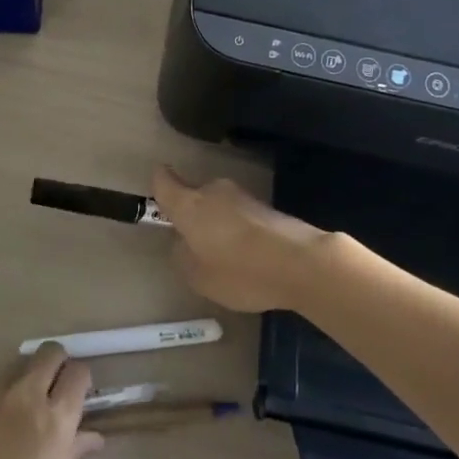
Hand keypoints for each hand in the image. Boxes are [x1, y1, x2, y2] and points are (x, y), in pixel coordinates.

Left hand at [0, 345, 103, 458]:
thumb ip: (74, 449)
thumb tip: (93, 436)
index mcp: (54, 417)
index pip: (78, 372)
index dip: (80, 379)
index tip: (77, 393)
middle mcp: (27, 394)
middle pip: (50, 352)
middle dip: (57, 362)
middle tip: (53, 387)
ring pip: (19, 365)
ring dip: (26, 378)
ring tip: (20, 409)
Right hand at [151, 166, 328, 312]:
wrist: (302, 263)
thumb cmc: (241, 271)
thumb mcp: (200, 277)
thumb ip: (183, 257)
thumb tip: (184, 243)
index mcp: (190, 205)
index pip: (164, 181)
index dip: (158, 183)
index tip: (157, 189)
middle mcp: (214, 192)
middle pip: (194, 195)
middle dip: (192, 214)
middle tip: (194, 243)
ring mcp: (244, 196)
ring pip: (220, 206)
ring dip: (218, 223)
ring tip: (225, 256)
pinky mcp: (267, 207)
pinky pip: (242, 216)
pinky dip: (240, 231)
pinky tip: (249, 256)